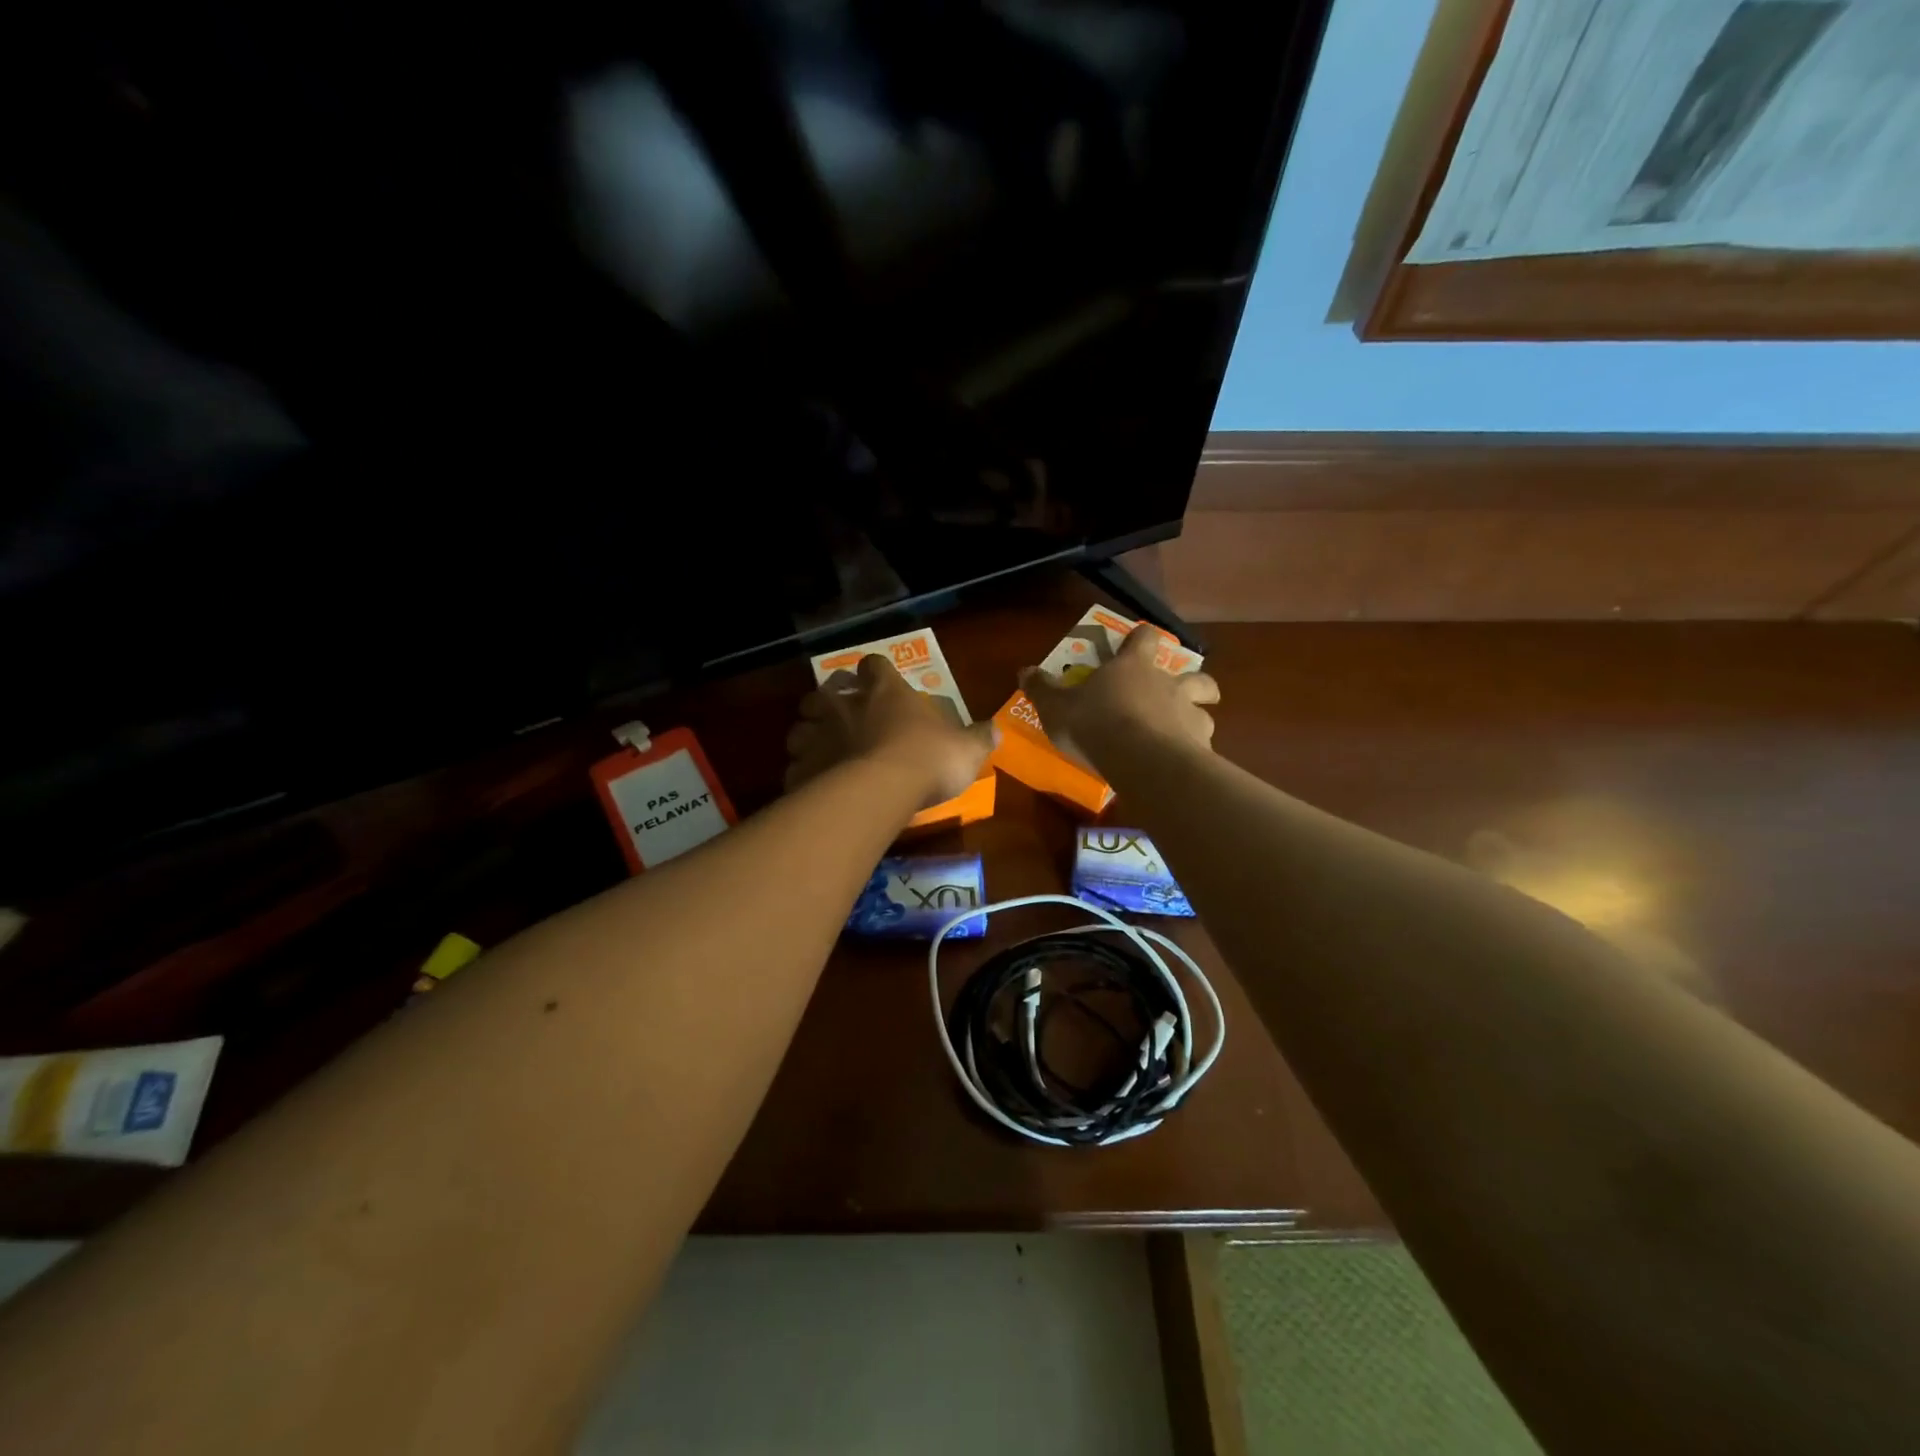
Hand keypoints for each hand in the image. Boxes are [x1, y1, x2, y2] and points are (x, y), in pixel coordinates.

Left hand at [785, 655, 993, 806]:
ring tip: (823, 753)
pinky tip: (816, 787)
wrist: (880, 791)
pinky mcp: (800, 768)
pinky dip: (804, 774)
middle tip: (842, 718)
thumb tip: (996, 729)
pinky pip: (796, 767)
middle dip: (829, 703)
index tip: (879, 682)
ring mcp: (816, 735)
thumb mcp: (966, 749)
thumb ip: (979, 738)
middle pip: (824, 693)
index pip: (873, 665)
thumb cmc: (926, 758)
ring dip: (809, 737)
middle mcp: (843, 705)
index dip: (874, 672)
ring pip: (800, 728)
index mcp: (884, 691)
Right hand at [1019, 626, 1219, 769]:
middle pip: (1195, 674)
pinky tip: (1183, 763)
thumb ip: (1042, 689)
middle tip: (1181, 692)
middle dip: (1194, 681)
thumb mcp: (1057, 707)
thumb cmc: (1096, 723)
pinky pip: (1203, 743)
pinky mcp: (1200, 745)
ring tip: (1182, 733)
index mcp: (1133, 667)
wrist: (1141, 759)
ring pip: (1205, 709)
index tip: (1138, 642)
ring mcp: (1189, 714)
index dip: (1142, 638)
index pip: (1145, 637)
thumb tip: (1024, 670)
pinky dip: (1196, 750)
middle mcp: (1168, 683)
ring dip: (1196, 716)